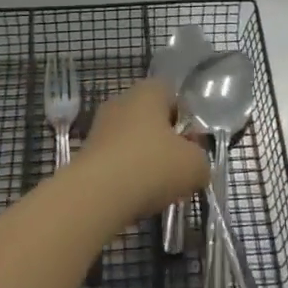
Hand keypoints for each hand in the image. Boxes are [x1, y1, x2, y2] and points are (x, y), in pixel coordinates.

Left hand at [78, 79, 209, 218]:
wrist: (97, 195)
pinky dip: (127, 175)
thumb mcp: (195, 165)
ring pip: (134, 141)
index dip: (187, 120)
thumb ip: (201, 159)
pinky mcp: (87, 153)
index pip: (174, 96)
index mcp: (148, 91)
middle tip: (179, 169)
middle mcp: (122, 101)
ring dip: (147, 161)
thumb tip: (193, 164)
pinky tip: (134, 196)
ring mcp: (101, 126)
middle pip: (153, 119)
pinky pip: (117, 160)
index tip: (192, 146)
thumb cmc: (152, 166)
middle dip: (167, 143)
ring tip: (157, 189)